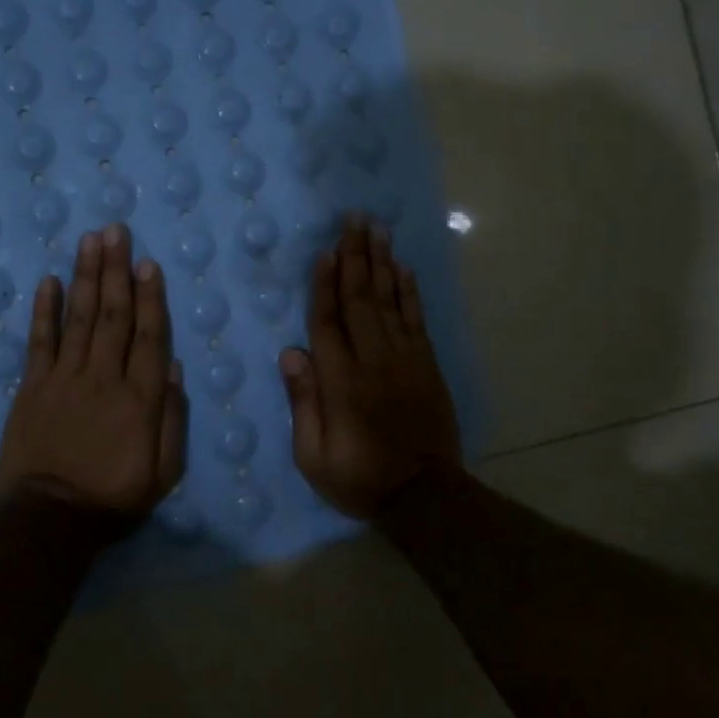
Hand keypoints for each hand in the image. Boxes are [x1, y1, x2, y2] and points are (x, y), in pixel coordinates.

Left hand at [0, 224, 187, 520]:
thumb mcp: (163, 471)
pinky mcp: (32, 387)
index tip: (147, 262)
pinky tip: (49, 281)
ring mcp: (64, 378)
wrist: (49, 520)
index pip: (148, 335)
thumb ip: (171, 418)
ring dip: (86, 277)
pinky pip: (39, 341)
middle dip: (116, 270)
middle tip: (115, 231)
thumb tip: (171, 366)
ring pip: (79, 318)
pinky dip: (45, 310)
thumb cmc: (113, 497)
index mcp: (139, 397)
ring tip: (90, 241)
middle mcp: (103, 377)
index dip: (149, 296)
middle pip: (113, 315)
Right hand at [280, 218, 461, 519]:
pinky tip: (404, 268)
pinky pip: (416, 320)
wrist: (425, 497)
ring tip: (378, 230)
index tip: (325, 252)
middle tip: (354, 220)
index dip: (324, 285)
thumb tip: (292, 354)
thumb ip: (303, 403)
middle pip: (360, 300)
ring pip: (390, 302)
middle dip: (355, 257)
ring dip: (382, 263)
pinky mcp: (426, 366)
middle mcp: (374, 361)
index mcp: (341, 383)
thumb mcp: (314, 456)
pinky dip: (410, 292)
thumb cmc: (359, 478)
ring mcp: (405, 361)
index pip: (328, 322)